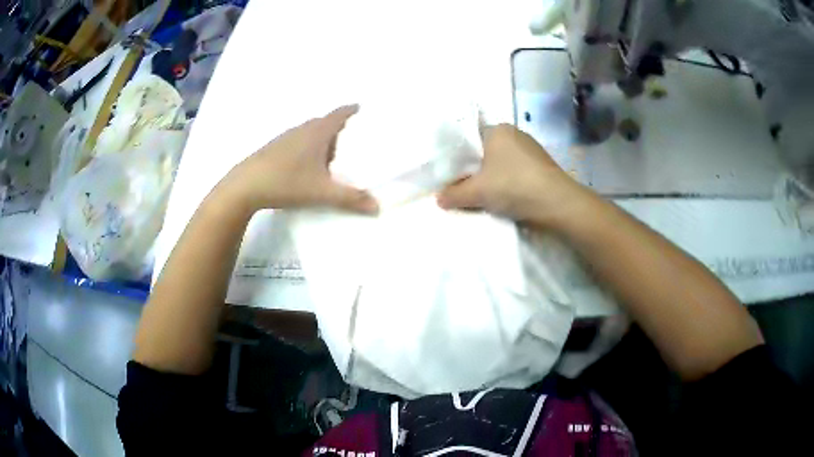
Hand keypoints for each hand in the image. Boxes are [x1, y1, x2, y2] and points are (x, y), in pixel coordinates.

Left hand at [222, 105, 377, 213]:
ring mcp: (286, 137)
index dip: (353, 110)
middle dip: (341, 127)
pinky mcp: (275, 148)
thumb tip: (378, 207)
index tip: (364, 109)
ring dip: (323, 138)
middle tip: (355, 139)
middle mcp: (302, 129)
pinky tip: (308, 165)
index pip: (340, 113)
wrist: (245, 186)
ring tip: (334, 155)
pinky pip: (299, 141)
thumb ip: (351, 199)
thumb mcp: (322, 192)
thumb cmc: (286, 182)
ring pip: (311, 132)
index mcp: (317, 132)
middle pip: (326, 122)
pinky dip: (309, 146)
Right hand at [437, 124, 589, 226]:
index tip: (452, 173)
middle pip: (486, 150)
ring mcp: (532, 148)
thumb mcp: (477, 192)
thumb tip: (438, 199)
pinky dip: (510, 180)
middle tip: (464, 186)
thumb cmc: (513, 186)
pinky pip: (518, 169)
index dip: (459, 156)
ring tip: (485, 194)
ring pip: (503, 161)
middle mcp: (515, 133)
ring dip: (494, 176)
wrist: (557, 203)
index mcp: (497, 130)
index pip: (470, 138)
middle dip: (476, 168)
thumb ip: (455, 194)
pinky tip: (507, 195)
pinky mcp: (543, 164)